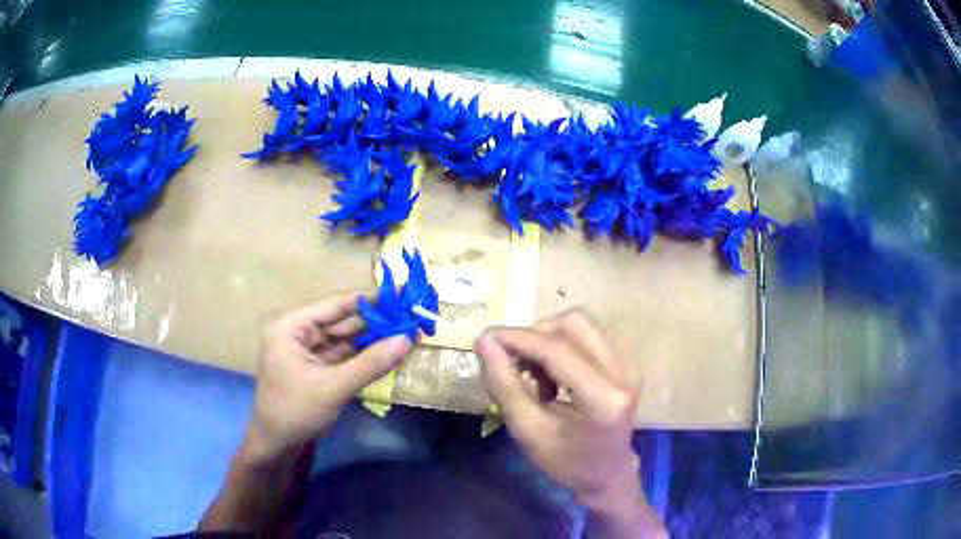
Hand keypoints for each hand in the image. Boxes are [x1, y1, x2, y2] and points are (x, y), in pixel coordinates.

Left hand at [244, 292, 410, 460]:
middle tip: (409, 315)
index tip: (400, 291)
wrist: (276, 445)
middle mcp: (297, 331)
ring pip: (344, 338)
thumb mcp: (334, 387)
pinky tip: (386, 351)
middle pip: (341, 320)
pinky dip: (362, 354)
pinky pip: (342, 355)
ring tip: (405, 330)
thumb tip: (408, 339)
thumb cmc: (295, 410)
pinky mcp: (315, 368)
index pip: (334, 304)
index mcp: (291, 326)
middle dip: (374, 320)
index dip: (369, 299)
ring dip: (371, 337)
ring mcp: (306, 350)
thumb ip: (370, 363)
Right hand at [476, 310, 662, 536]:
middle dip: (535, 337)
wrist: (608, 474)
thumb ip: (505, 386)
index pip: (557, 350)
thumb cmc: (566, 462)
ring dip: (547, 342)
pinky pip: (586, 337)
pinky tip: (552, 380)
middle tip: (513, 364)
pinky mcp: (624, 363)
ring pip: (580, 326)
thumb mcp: (528, 432)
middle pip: (574, 324)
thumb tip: (484, 343)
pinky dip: (560, 349)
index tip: (484, 339)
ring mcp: (627, 366)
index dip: (518, 338)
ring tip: (534, 377)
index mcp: (603, 399)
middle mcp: (623, 373)